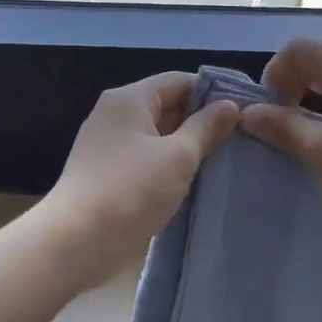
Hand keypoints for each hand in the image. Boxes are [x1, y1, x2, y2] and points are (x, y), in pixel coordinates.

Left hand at [39, 73, 241, 285]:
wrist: (76, 241)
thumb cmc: (131, 191)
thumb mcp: (178, 157)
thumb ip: (206, 128)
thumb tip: (229, 105)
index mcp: (129, 99)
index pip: (179, 80)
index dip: (213, 93)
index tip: (245, 112)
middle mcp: (115, 113)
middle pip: (167, 105)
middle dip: (201, 121)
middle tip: (241, 140)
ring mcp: (107, 143)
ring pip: (157, 134)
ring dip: (186, 146)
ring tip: (224, 161)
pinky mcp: (106, 171)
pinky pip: (145, 157)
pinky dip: (167, 164)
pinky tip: (192, 181)